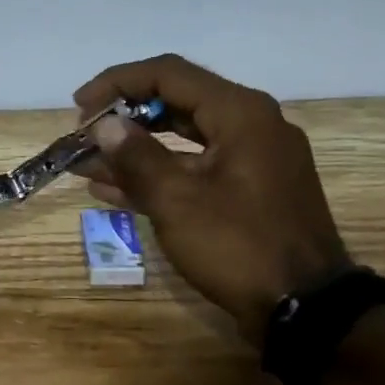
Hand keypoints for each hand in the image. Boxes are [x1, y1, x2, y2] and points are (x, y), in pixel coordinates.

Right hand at [73, 55, 350, 342]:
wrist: (306, 310)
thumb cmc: (239, 246)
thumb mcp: (178, 201)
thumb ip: (136, 157)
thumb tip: (104, 125)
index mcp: (240, 113)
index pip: (168, 75)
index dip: (117, 83)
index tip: (79, 108)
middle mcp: (251, 126)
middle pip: (175, 103)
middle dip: (123, 118)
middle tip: (83, 136)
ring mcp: (252, 161)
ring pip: (182, 141)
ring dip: (134, 151)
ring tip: (85, 164)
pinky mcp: (249, 192)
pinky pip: (195, 170)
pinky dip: (157, 175)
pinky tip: (113, 190)